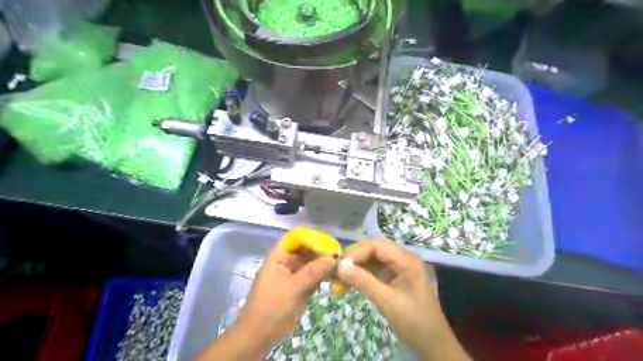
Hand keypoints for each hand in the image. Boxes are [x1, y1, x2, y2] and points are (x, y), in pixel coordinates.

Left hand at [236, 243, 336, 345]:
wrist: (260, 335)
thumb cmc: (272, 307)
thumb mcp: (293, 288)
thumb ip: (313, 272)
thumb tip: (333, 258)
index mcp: (279, 256)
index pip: (296, 237)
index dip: (311, 237)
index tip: (328, 242)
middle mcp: (286, 261)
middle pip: (305, 249)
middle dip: (321, 251)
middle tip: (339, 254)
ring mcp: (293, 274)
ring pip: (310, 262)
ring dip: (323, 263)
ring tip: (340, 264)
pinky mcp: (299, 286)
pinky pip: (313, 275)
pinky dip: (323, 275)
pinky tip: (335, 276)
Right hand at [338, 239, 470, 359]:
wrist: (432, 343)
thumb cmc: (414, 321)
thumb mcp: (388, 302)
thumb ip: (364, 282)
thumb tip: (340, 267)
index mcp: (407, 260)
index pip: (378, 246)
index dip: (358, 252)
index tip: (341, 266)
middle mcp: (403, 259)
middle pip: (375, 249)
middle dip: (356, 257)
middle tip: (339, 269)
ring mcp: (399, 268)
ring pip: (373, 258)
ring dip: (357, 265)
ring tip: (341, 275)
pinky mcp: (394, 277)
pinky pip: (375, 269)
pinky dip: (362, 273)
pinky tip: (351, 281)